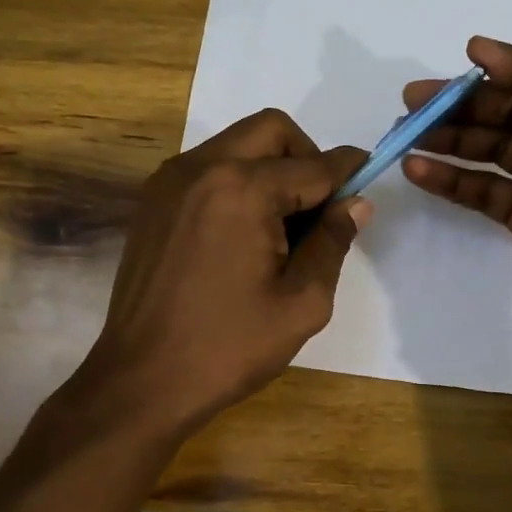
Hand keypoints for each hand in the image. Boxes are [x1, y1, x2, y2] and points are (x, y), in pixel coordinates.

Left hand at [81, 108, 369, 435]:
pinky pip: (208, 168)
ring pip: (237, 144)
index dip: (348, 171)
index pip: (312, 166)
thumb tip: (356, 203)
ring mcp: (169, 181)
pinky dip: (237, 181)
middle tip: (319, 208)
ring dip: (271, 168)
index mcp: (241, 189)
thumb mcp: (301, 302)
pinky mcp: (152, 201)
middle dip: (306, 157)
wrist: (142, 380)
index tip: (370, 175)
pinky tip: (244, 233)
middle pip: (271, 131)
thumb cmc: (228, 347)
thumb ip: (333, 242)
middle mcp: (201, 168)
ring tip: (282, 227)